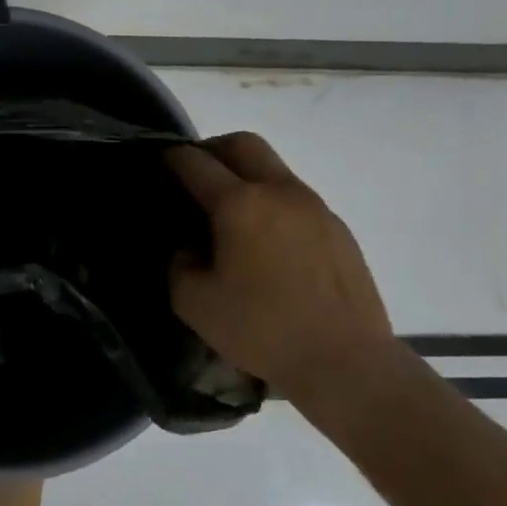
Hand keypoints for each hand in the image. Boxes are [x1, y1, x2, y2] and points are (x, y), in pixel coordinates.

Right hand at [166, 133, 393, 399]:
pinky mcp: (337, 228)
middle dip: (212, 148)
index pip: (195, 162)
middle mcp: (279, 192)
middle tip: (194, 175)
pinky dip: (271, 202)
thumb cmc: (263, 330)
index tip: (159, 164)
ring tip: (230, 213)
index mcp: (239, 205)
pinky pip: (295, 197)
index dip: (171, 159)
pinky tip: (265, 242)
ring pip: (273, 168)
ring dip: (245, 175)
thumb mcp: (194, 303)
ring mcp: (314, 207)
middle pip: (242, 143)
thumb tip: (190, 247)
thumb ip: (179, 264)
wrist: (347, 362)